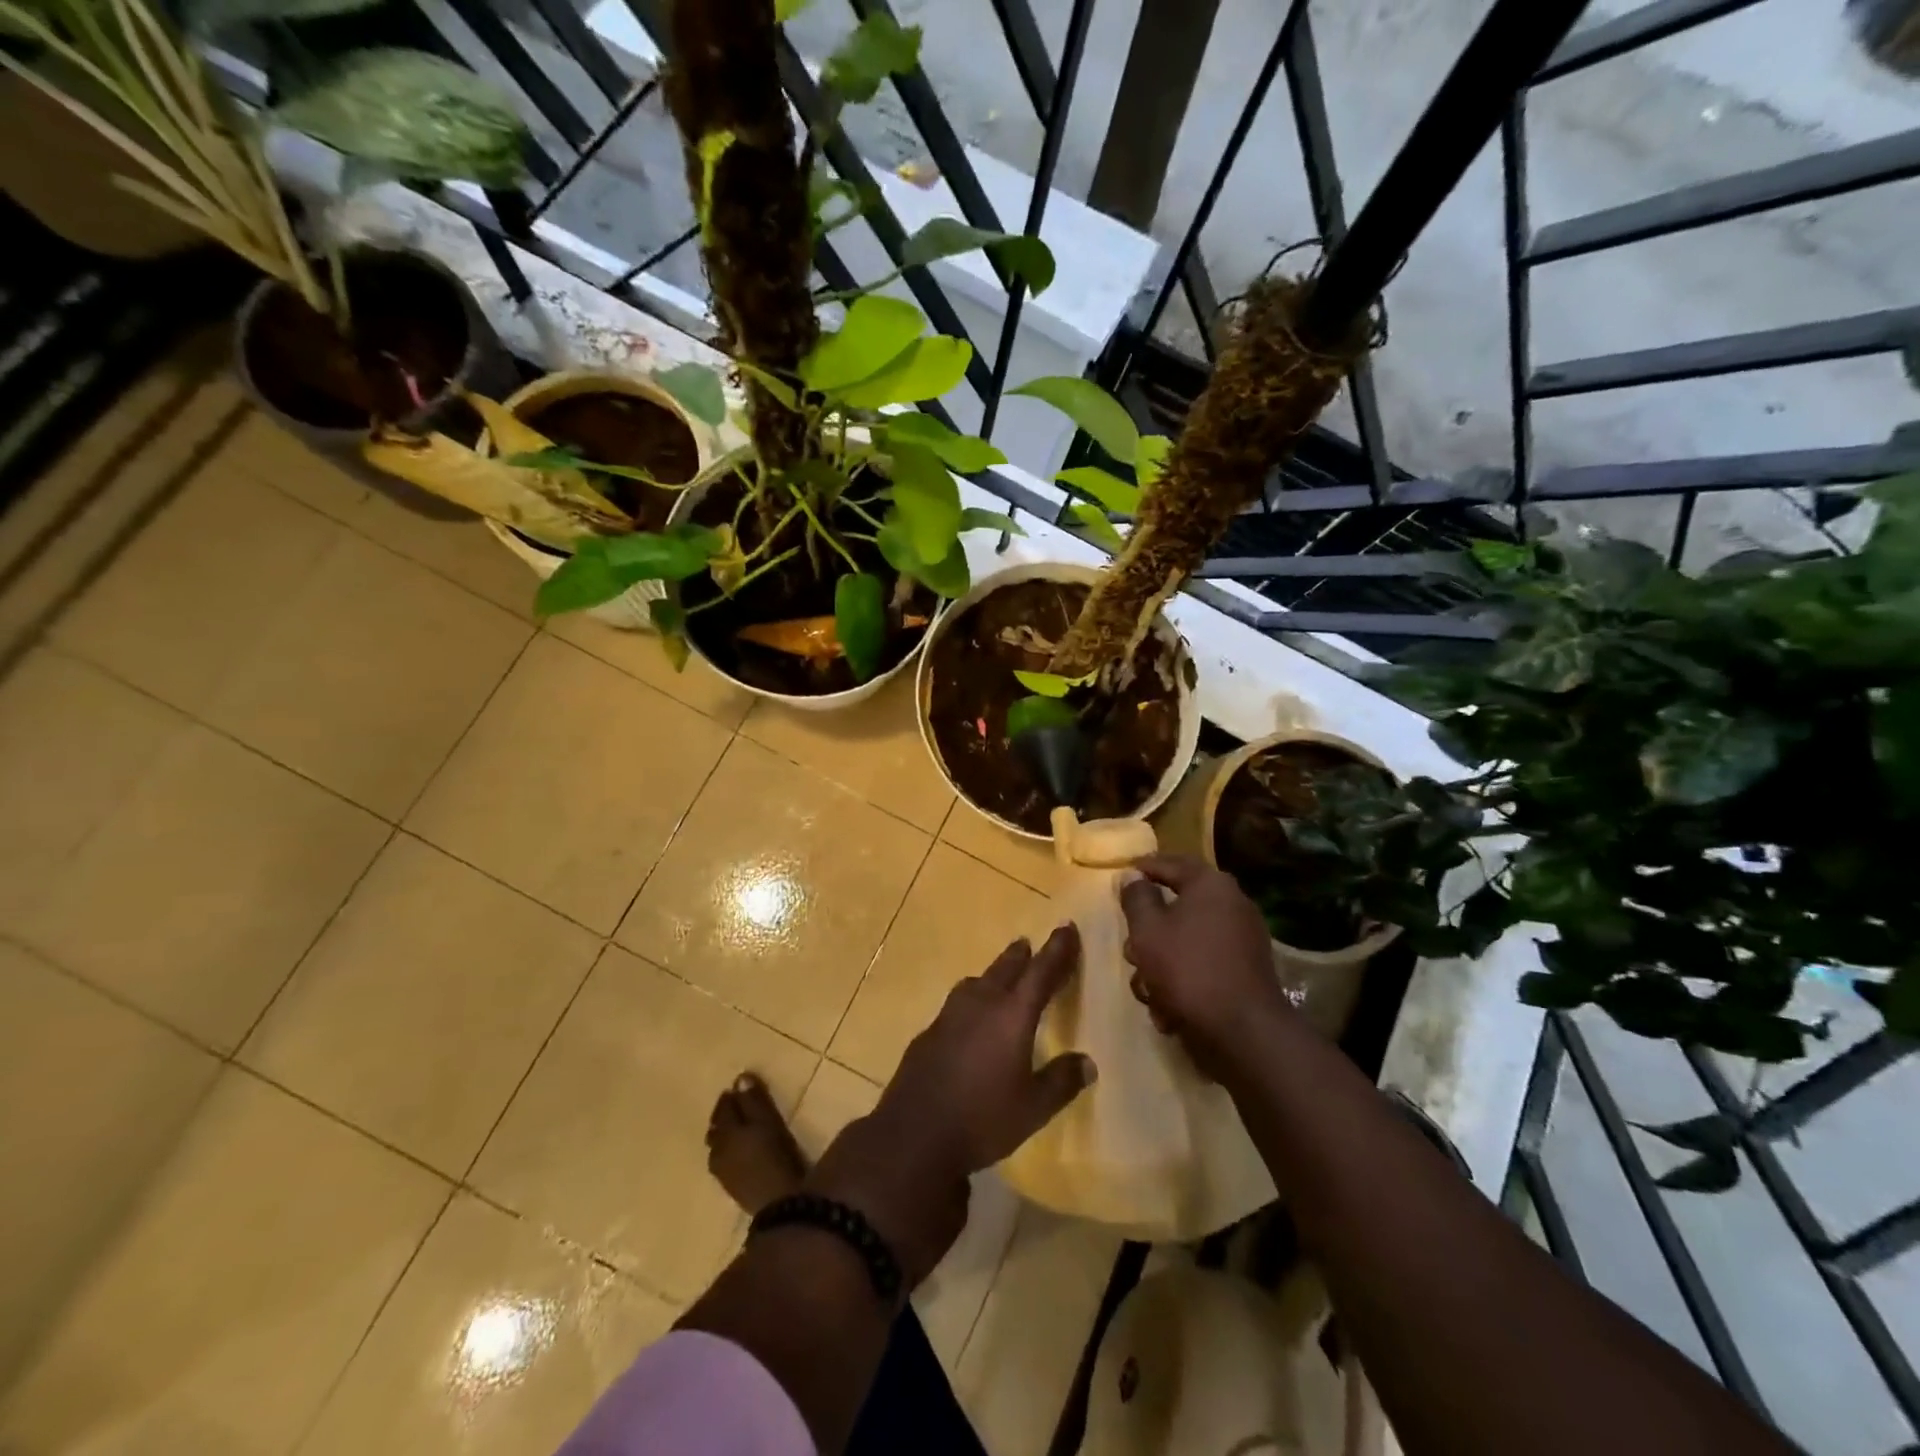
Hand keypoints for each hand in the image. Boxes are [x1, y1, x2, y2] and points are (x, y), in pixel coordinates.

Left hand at [808, 926, 1095, 1285]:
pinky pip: (958, 1003)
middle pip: (1005, 969)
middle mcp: (981, 1004)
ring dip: (993, 974)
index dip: (1057, 950)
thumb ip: (1061, 1081)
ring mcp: (950, 1015)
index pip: (1041, 973)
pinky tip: (971, 1019)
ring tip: (1001, 977)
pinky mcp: (930, 1031)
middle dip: (1022, 956)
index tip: (1067, 928)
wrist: (914, 1133)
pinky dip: (973, 1000)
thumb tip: (1087, 1062)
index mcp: (1012, 1015)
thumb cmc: (983, 1118)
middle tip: (1029, 945)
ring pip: (977, 982)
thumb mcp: (1033, 1108)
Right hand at [1120, 854, 1291, 1078]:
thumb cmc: (1187, 968)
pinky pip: (1203, 964)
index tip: (1121, 875)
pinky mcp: (1245, 972)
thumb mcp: (1147, 929)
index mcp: (1211, 884)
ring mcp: (1242, 940)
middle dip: (1148, 932)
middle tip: (1131, 950)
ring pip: (1186, 940)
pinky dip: (1183, 981)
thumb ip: (1136, 898)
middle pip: (1177, 906)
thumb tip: (1133, 876)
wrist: (1243, 1031)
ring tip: (1148, 990)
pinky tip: (1169, 1009)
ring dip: (1161, 963)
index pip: (1170, 863)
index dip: (1142, 867)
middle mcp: (1232, 904)